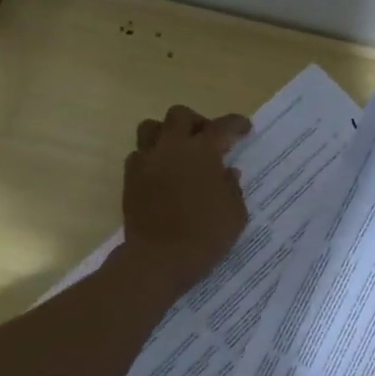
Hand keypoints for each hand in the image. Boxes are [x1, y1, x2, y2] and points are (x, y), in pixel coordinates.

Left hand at [119, 105, 251, 295]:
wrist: (158, 259)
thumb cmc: (205, 236)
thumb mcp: (235, 213)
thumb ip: (232, 187)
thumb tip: (227, 172)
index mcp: (202, 152)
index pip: (222, 127)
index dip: (236, 124)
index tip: (244, 129)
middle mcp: (172, 148)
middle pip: (180, 115)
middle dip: (197, 122)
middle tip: (208, 139)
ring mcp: (147, 161)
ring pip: (151, 128)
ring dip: (167, 133)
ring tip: (179, 151)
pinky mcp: (130, 179)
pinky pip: (138, 155)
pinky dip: (152, 158)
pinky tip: (163, 174)